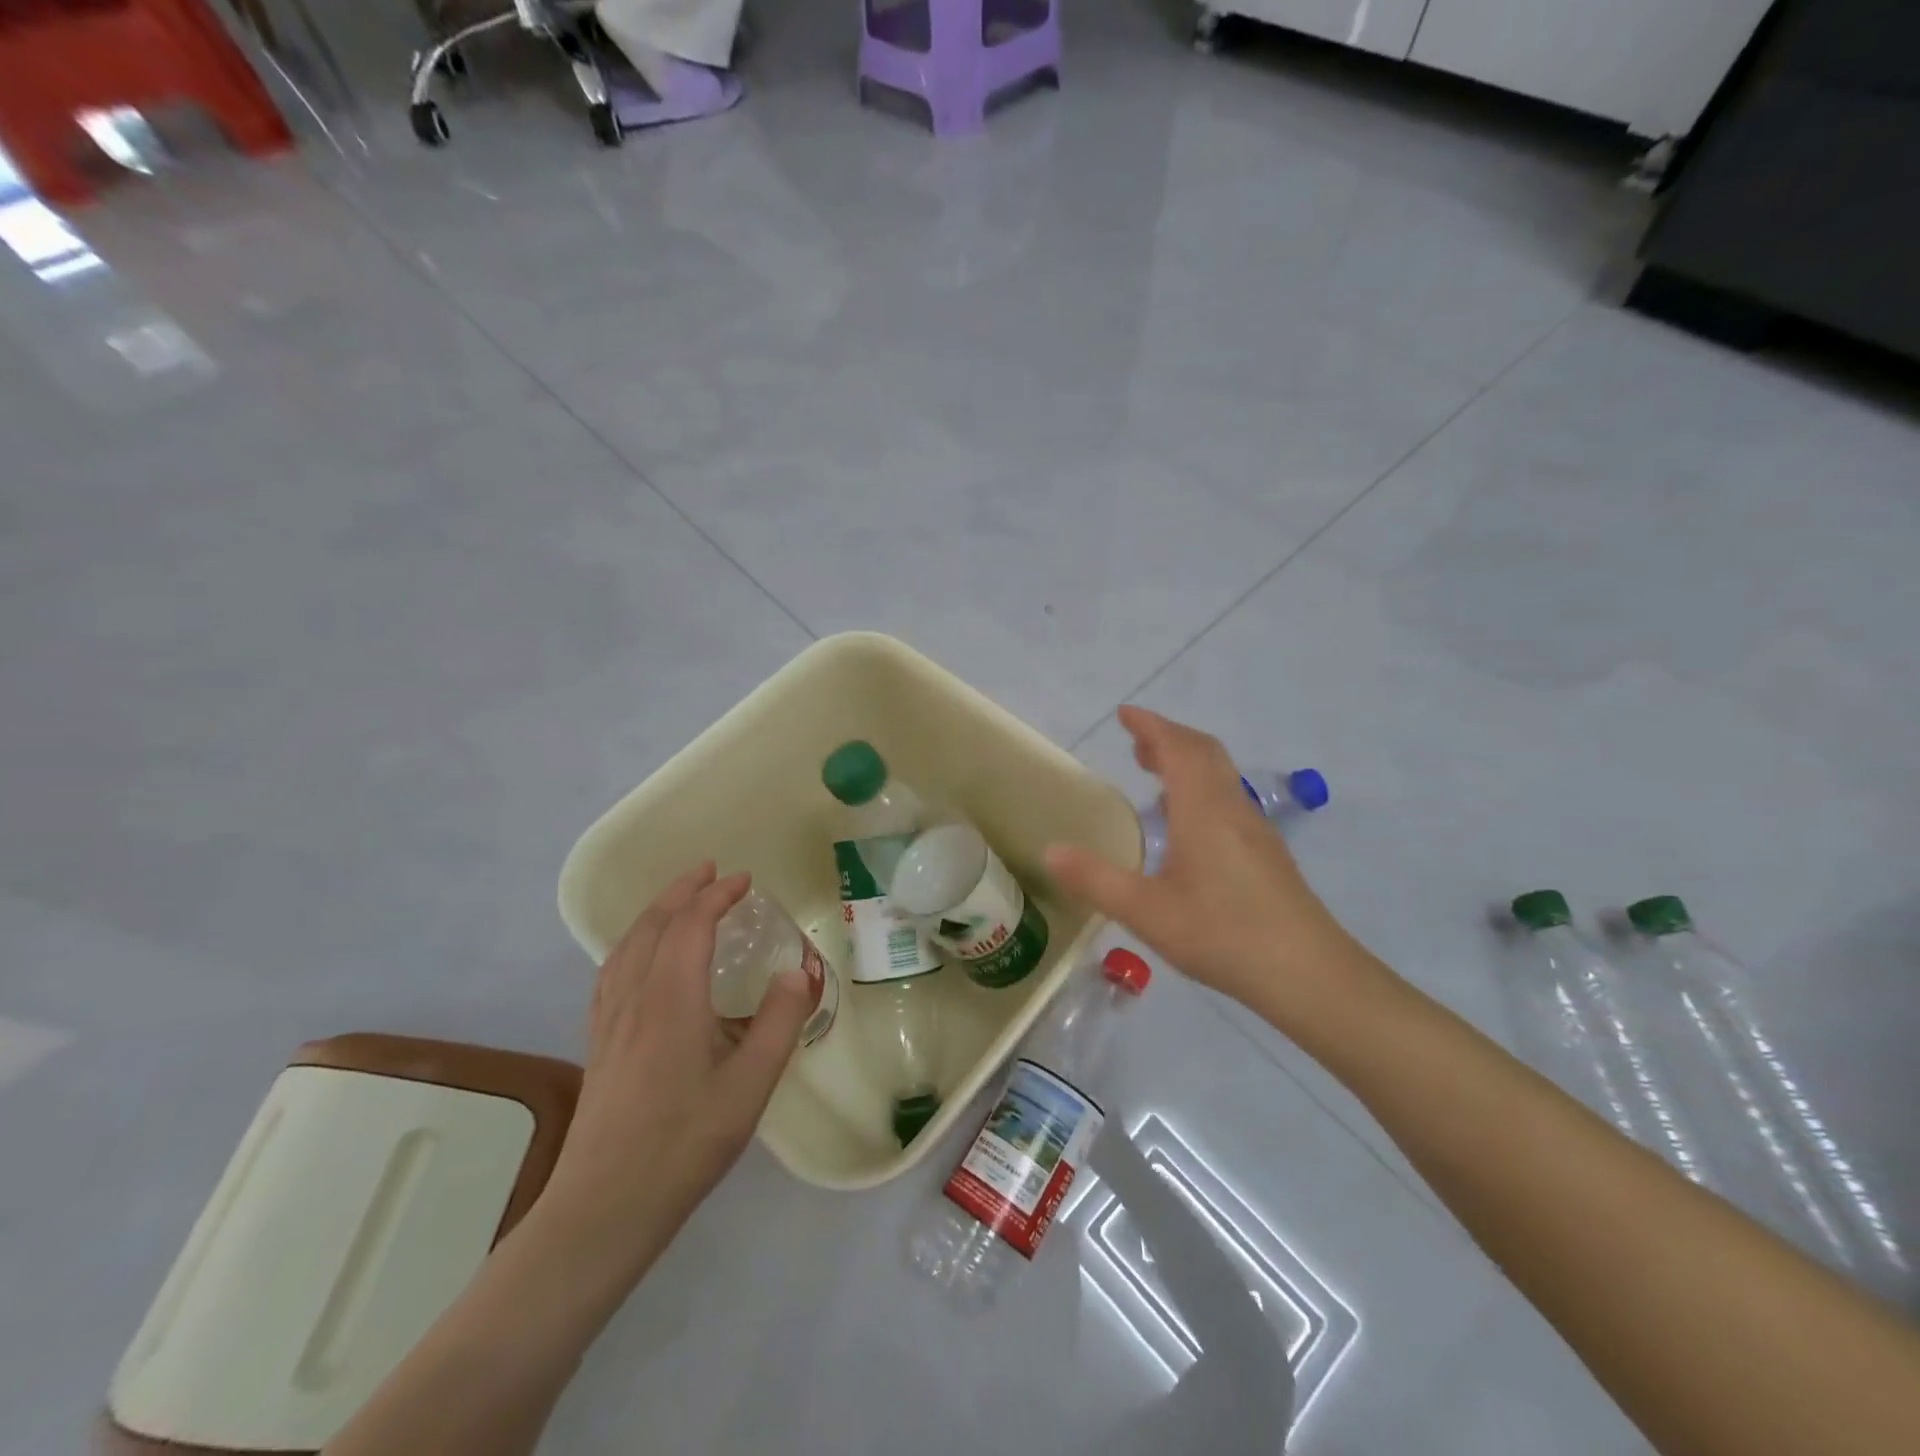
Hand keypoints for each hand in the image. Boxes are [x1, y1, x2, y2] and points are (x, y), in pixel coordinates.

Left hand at [537, 864, 813, 1286]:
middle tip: (710, 871)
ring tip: (678, 899)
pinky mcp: (598, 1042)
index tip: (744, 881)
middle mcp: (636, 996)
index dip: (717, 895)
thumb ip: (780, 1021)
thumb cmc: (685, 1142)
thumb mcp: (751, 1084)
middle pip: (654, 924)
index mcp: (673, 998)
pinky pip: (613, 969)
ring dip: (656, 911)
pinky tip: (639, 957)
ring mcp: (610, 1019)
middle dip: (683, 890)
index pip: (692, 924)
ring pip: (628, 944)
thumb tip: (799, 970)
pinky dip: (633, 942)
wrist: (605, 1206)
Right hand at [1045, 707, 1390, 1037]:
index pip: (1177, 748)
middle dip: (1169, 738)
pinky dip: (1201, 788)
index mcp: (1203, 810)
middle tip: (1135, 742)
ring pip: (1220, 775)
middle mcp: (1232, 808)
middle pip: (1203, 753)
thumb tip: (1050, 851)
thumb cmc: (1223, 934)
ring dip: (1187, 761)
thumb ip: (1095, 880)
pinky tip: (1187, 824)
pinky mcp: (1266, 853)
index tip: (1124, 714)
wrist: (1308, 974)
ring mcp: (1255, 830)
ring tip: (1155, 773)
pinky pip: (1228, 799)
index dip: (1151, 726)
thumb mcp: (1146, 912)